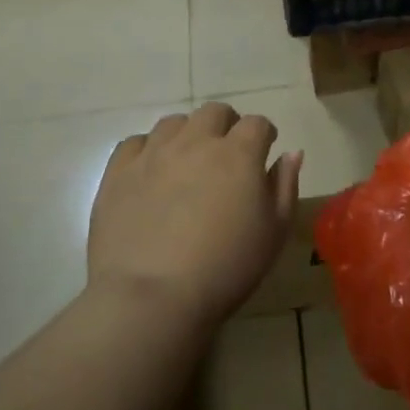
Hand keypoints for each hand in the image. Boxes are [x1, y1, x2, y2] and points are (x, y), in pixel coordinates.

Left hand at [88, 104, 302, 332]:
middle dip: (226, 125)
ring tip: (187, 161)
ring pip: (174, 122)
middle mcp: (196, 141)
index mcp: (239, 154)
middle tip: (227, 154)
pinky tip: (151, 171)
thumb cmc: (226, 267)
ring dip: (187, 134)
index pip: (257, 123)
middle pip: (214, 112)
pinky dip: (148, 149)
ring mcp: (153, 153)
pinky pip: (135, 142)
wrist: (151, 296)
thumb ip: (285, 186)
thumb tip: (291, 153)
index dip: (264, 135)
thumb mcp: (274, 232)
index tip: (264, 152)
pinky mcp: (118, 172)